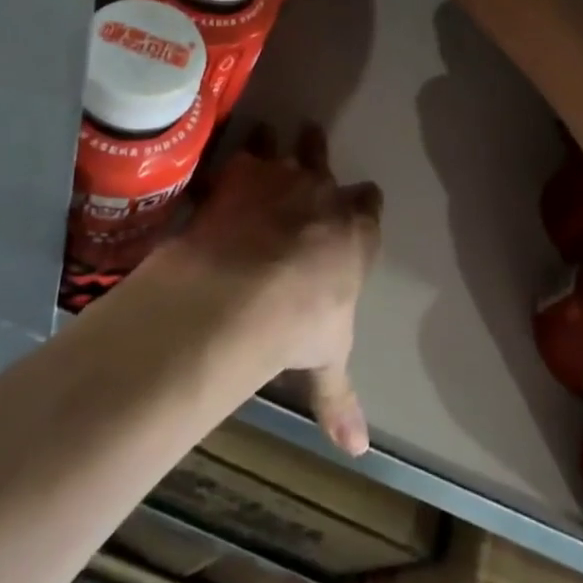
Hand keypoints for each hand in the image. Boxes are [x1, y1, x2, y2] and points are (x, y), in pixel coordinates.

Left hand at [153, 124, 381, 454]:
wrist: (251, 289)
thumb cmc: (305, 323)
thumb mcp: (328, 360)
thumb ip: (339, 397)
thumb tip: (360, 451)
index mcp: (355, 229)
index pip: (369, 203)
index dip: (362, 202)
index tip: (358, 200)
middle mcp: (322, 193)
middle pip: (323, 159)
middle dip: (316, 150)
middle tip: (309, 135)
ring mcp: (279, 177)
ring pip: (281, 145)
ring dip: (273, 140)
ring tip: (265, 131)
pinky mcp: (238, 173)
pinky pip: (234, 155)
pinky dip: (226, 158)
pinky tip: (213, 161)